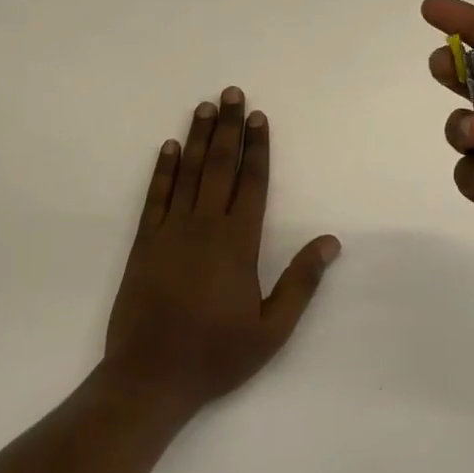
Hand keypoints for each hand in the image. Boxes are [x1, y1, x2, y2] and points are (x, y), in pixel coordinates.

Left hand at [104, 87, 340, 416]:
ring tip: (205, 106)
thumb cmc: (215, 355)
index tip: (259, 116)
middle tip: (232, 93)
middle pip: (220, 166)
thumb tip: (330, 242)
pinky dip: (163, 170)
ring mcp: (170, 231)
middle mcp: (204, 226)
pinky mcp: (144, 243)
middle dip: (229, 127)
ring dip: (199, 137)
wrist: (148, 379)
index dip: (257, 147)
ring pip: (188, 173)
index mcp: (238, 243)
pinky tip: (169, 147)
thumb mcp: (271, 330)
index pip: (251, 183)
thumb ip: (300, 282)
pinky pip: (156, 196)